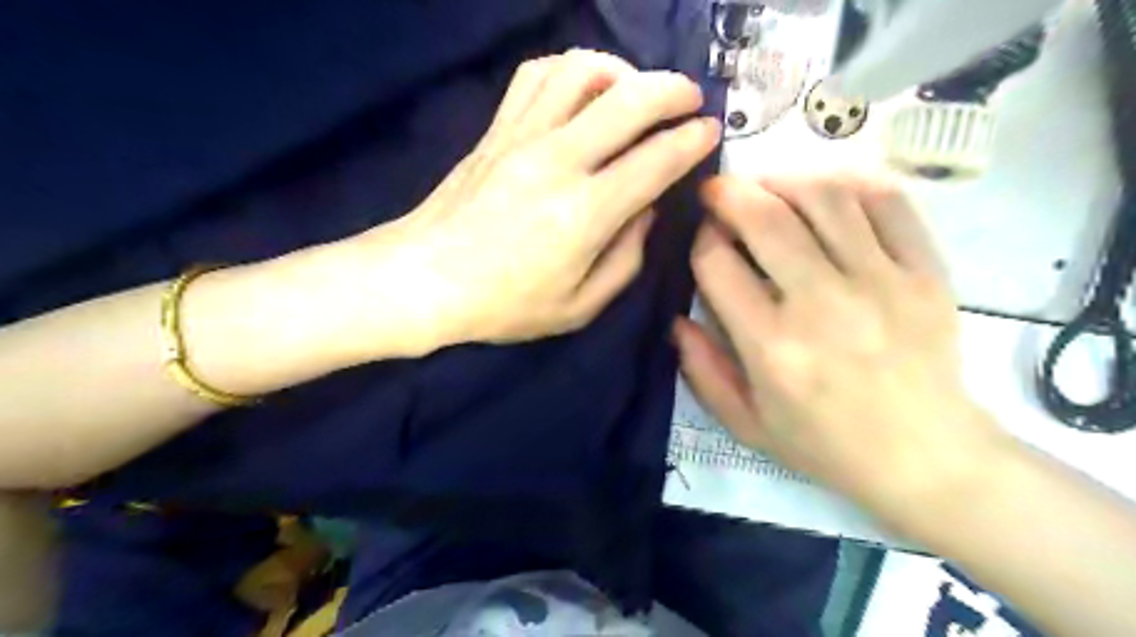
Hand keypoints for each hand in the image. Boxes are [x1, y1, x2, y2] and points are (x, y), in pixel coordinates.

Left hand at [352, 50, 715, 347]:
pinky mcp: (495, 129)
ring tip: (635, 92)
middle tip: (690, 100)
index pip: (656, 159)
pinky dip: (570, 71)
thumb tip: (647, 210)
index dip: (693, 140)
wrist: (425, 280)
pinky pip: (536, 76)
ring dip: (622, 71)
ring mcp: (522, 137)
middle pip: (629, 98)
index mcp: (585, 214)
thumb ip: (626, 260)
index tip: (711, 132)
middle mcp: (558, 161)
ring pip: (581, 71)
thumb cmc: (505, 305)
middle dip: (673, 90)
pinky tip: (581, 91)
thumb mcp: (579, 307)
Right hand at [672, 174, 1011, 528]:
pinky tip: (827, 191)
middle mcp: (821, 305)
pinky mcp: (925, 273)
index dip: (701, 241)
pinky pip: (888, 203)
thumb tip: (677, 319)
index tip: (703, 238)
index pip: (717, 265)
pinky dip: (852, 184)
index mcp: (771, 346)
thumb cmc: (825, 445)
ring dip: (784, 180)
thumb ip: (703, 370)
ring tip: (767, 186)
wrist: (926, 458)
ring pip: (825, 198)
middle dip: (730, 193)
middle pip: (766, 218)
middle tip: (717, 189)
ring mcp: (881, 282)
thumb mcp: (746, 424)